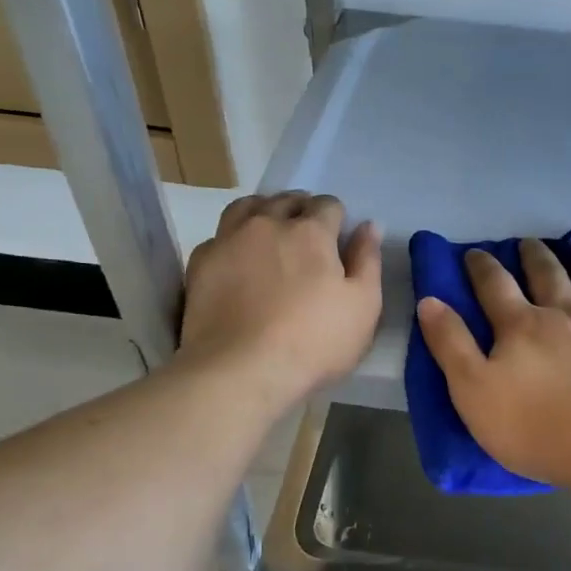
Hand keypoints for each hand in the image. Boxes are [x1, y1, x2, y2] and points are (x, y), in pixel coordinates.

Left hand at [180, 191, 381, 409]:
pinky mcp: (201, 262)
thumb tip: (369, 225)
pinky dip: (232, 239)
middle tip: (307, 234)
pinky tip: (237, 258)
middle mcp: (268, 224)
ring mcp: (229, 240)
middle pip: (286, 200)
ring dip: (264, 211)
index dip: (336, 217)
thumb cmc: (314, 342)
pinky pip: (218, 235)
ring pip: (247, 207)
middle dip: (301, 209)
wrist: (240, 370)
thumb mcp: (363, 307)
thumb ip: (367, 261)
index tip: (337, 237)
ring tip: (270, 231)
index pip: (328, 205)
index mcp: (311, 232)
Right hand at [416, 239, 570, 486]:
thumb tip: (430, 300)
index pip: (495, 285)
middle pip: (548, 274)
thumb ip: (451, 344)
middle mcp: (567, 312)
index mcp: (522, 325)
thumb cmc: (535, 429)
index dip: (482, 267)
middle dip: (534, 255)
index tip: (474, 253)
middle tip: (528, 244)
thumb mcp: (472, 392)